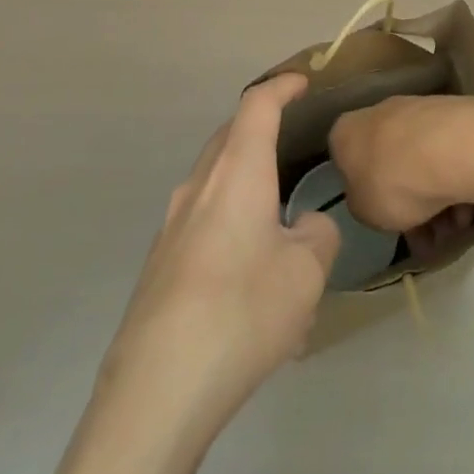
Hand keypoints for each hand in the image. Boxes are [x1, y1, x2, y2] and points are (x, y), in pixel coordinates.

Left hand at [99, 72, 340, 429]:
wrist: (155, 391)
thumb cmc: (242, 311)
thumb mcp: (306, 273)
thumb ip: (317, 236)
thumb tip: (306, 227)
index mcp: (237, 172)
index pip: (258, 104)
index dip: (282, 87)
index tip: (303, 81)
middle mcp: (199, 186)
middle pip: (229, 137)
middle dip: (260, 128)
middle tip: (291, 138)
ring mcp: (171, 225)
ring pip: (213, 180)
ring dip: (244, 181)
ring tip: (277, 219)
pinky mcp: (159, 264)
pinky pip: (201, 221)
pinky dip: (228, 221)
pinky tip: (248, 274)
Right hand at [329, 94, 473, 260]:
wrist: (454, 148)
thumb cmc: (395, 182)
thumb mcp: (363, 212)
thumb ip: (363, 203)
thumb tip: (372, 196)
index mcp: (347, 131)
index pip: (347, 162)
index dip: (366, 194)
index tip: (385, 219)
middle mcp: (379, 111)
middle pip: (391, 162)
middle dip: (410, 201)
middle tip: (428, 235)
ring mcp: (418, 107)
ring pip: (422, 160)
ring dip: (437, 195)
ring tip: (456, 226)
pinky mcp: (453, 111)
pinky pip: (449, 152)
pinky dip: (456, 178)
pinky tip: (470, 205)